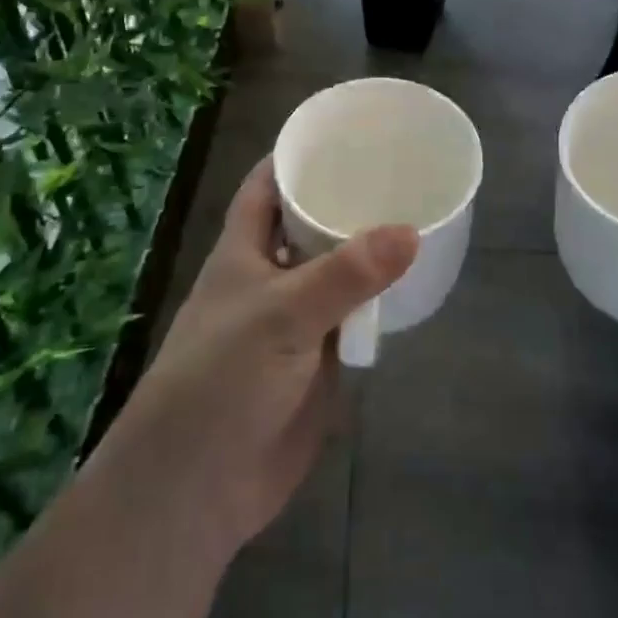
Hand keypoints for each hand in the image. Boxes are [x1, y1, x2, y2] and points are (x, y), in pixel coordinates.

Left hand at [101, 158, 416, 557]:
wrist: (198, 487)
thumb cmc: (221, 379)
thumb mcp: (281, 315)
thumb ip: (346, 274)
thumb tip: (411, 231)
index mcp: (243, 250)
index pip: (267, 185)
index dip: (295, 155)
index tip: (343, 130)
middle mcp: (270, 276)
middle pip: (309, 224)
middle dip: (346, 199)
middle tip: (401, 169)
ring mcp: (295, 320)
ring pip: (336, 272)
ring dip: (368, 252)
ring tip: (419, 213)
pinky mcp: (318, 361)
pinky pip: (353, 319)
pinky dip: (378, 302)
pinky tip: (414, 282)